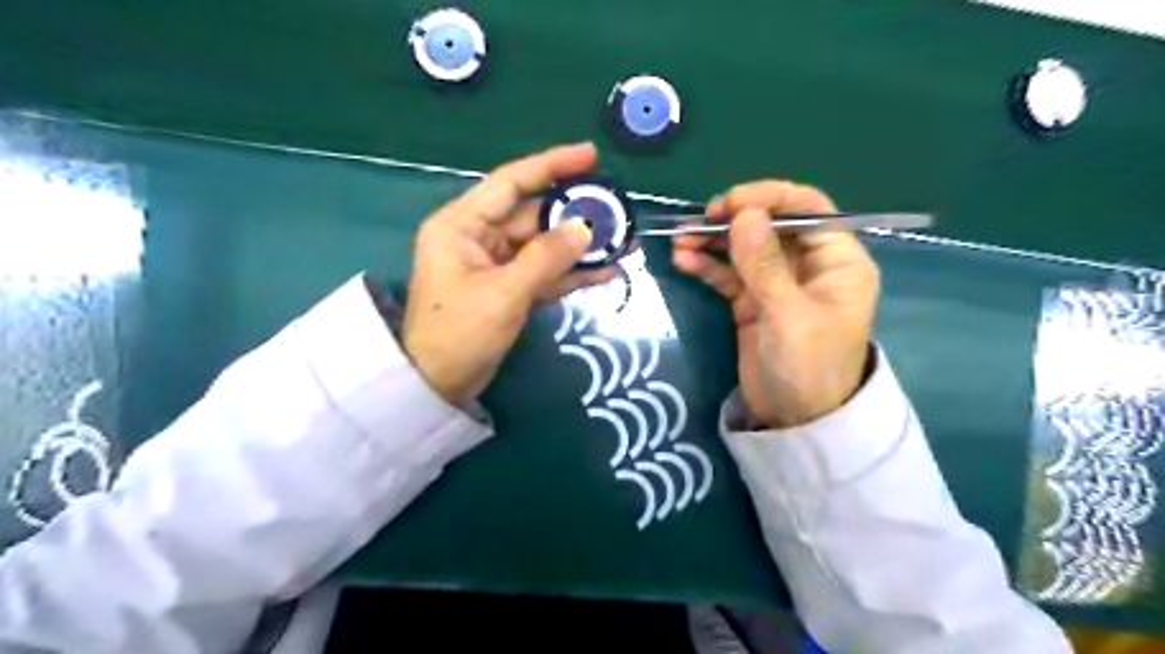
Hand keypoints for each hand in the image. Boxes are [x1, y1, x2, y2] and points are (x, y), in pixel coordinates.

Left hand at [404, 144, 612, 405]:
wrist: (438, 386)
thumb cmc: (459, 333)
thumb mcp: (504, 293)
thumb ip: (546, 258)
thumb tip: (585, 228)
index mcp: (463, 224)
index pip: (511, 182)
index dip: (551, 165)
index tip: (590, 155)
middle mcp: (479, 237)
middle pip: (534, 215)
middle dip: (576, 214)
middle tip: (619, 210)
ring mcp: (496, 264)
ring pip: (544, 245)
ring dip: (580, 246)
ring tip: (624, 241)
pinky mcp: (509, 289)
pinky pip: (544, 272)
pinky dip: (571, 273)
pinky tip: (606, 270)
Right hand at [669, 180, 877, 428]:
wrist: (795, 420)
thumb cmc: (808, 367)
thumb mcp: (789, 314)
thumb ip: (765, 264)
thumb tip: (744, 213)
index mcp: (837, 260)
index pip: (808, 209)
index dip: (770, 198)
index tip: (730, 203)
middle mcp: (809, 264)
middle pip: (770, 225)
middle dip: (733, 220)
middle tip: (700, 221)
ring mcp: (777, 283)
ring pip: (744, 248)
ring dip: (713, 242)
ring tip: (680, 240)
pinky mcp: (752, 301)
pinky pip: (729, 274)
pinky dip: (707, 266)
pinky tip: (683, 260)